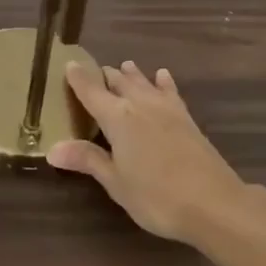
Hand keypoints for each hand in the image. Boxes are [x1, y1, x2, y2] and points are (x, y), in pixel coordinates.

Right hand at [47, 61, 246, 243]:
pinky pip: (170, 91)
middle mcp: (140, 105)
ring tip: (125, 65)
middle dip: (105, 76)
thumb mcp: (116, 182)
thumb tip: (52, 149)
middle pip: (119, 82)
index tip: (69, 63)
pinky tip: (163, 76)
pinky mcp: (186, 118)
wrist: (214, 202)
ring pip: (144, 83)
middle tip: (96, 72)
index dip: (78, 78)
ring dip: (132, 75)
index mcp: (117, 117)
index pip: (91, 91)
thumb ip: (87, 160)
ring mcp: (166, 109)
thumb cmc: (156, 196)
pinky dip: (163, 82)